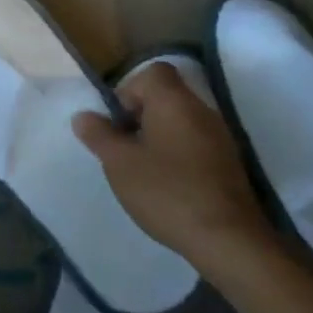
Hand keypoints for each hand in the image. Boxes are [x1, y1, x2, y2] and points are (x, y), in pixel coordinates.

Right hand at [72, 61, 275, 277]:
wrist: (228, 240)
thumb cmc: (167, 192)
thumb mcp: (119, 164)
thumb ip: (99, 135)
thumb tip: (83, 116)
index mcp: (174, 101)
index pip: (152, 72)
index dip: (129, 90)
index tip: (118, 123)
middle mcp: (201, 110)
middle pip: (166, 96)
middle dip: (140, 117)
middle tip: (124, 149)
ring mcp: (220, 137)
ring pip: (180, 122)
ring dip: (158, 138)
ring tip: (142, 171)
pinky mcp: (229, 164)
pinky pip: (195, 144)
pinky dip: (177, 155)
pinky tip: (168, 187)